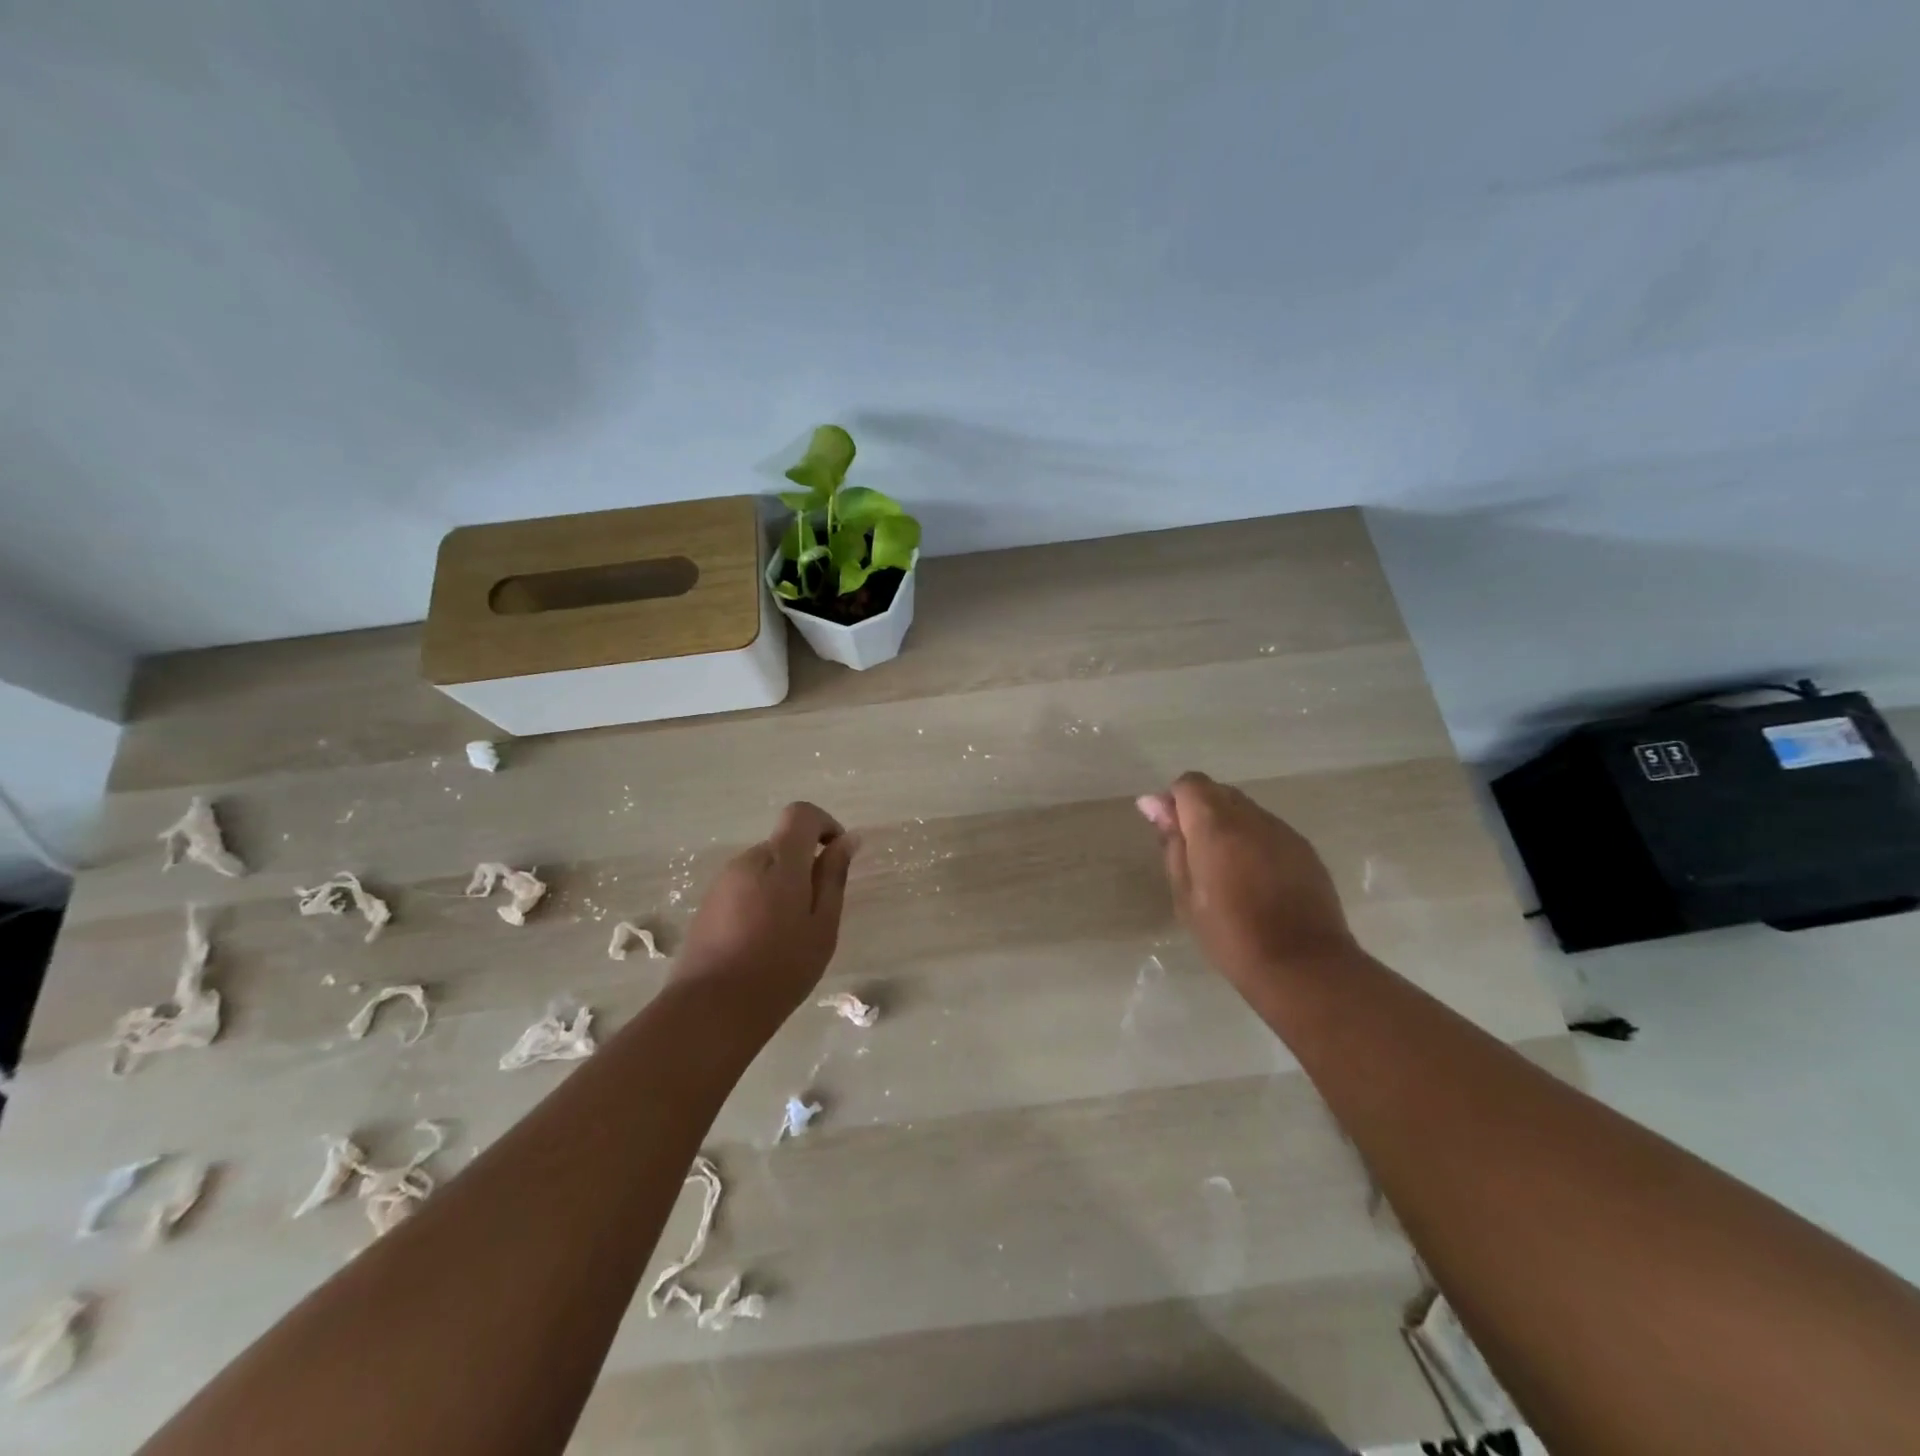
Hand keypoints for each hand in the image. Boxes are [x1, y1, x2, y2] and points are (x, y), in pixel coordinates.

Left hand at [673, 802, 858, 1017]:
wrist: (711, 1010)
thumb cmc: (780, 968)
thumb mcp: (822, 925)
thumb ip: (834, 877)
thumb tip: (847, 839)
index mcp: (779, 861)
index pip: (801, 813)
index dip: (824, 825)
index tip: (836, 858)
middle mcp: (747, 861)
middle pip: (783, 845)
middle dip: (804, 867)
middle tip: (816, 915)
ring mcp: (722, 883)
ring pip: (764, 869)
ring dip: (782, 887)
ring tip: (788, 936)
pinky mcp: (707, 905)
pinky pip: (744, 888)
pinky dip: (761, 903)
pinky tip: (762, 944)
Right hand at [1138, 772, 1357, 993]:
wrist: (1302, 965)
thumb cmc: (1230, 934)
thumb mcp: (1185, 894)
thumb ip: (1172, 843)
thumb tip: (1154, 804)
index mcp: (1215, 825)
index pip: (1189, 784)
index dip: (1174, 802)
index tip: (1169, 833)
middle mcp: (1251, 817)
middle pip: (1218, 793)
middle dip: (1201, 812)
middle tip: (1194, 855)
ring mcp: (1283, 831)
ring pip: (1246, 811)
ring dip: (1229, 827)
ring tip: (1226, 870)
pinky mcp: (1305, 849)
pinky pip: (1269, 830)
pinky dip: (1254, 842)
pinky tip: (1255, 878)